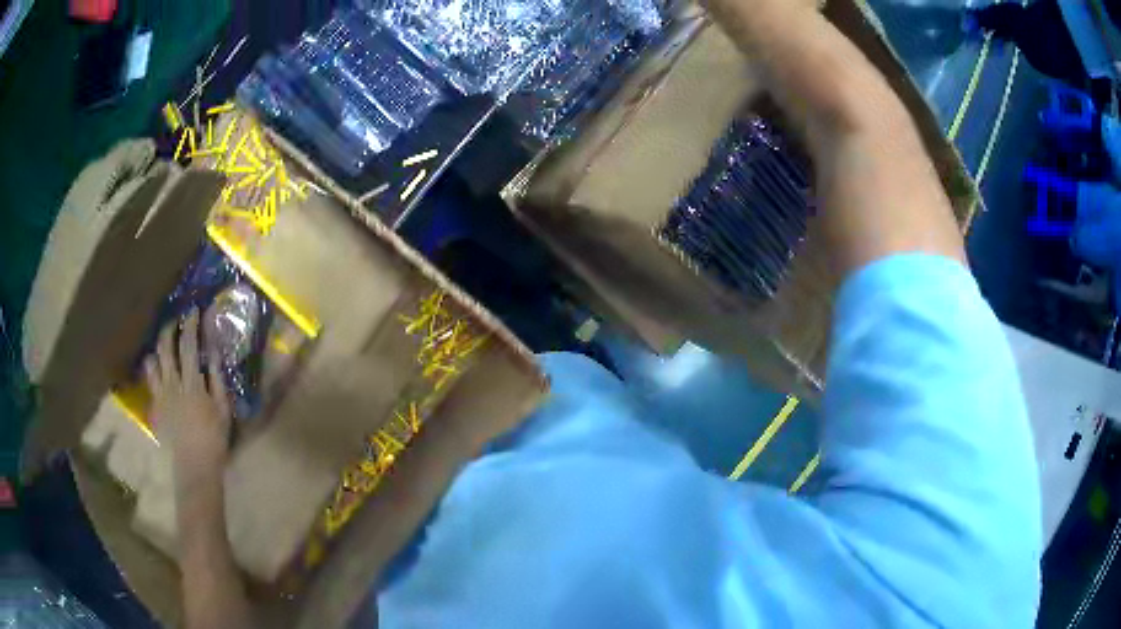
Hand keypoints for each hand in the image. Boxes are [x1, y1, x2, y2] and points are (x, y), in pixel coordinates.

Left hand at [145, 308, 231, 495]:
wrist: (195, 464)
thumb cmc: (214, 438)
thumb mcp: (223, 408)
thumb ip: (217, 379)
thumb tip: (213, 353)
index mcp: (191, 383)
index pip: (188, 345)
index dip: (190, 325)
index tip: (193, 311)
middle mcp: (172, 383)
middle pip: (165, 347)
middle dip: (169, 329)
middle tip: (175, 321)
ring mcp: (161, 394)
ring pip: (153, 361)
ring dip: (158, 348)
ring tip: (163, 344)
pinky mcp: (155, 405)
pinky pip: (150, 379)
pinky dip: (153, 368)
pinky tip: (158, 368)